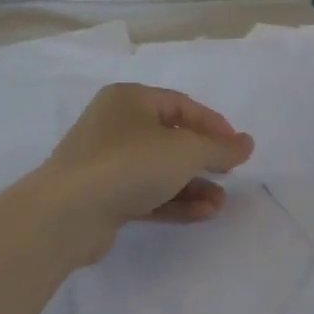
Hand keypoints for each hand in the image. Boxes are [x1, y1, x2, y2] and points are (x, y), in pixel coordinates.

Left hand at [34, 84, 254, 264]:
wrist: (67, 213)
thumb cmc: (130, 164)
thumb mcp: (186, 151)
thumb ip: (220, 148)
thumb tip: (247, 144)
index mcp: (130, 99)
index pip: (181, 105)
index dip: (214, 125)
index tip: (237, 147)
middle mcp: (115, 125)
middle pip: (171, 139)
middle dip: (204, 160)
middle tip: (230, 175)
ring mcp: (106, 163)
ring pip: (160, 170)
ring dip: (193, 186)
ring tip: (220, 204)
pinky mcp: (103, 197)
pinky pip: (147, 194)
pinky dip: (174, 202)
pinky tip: (202, 214)